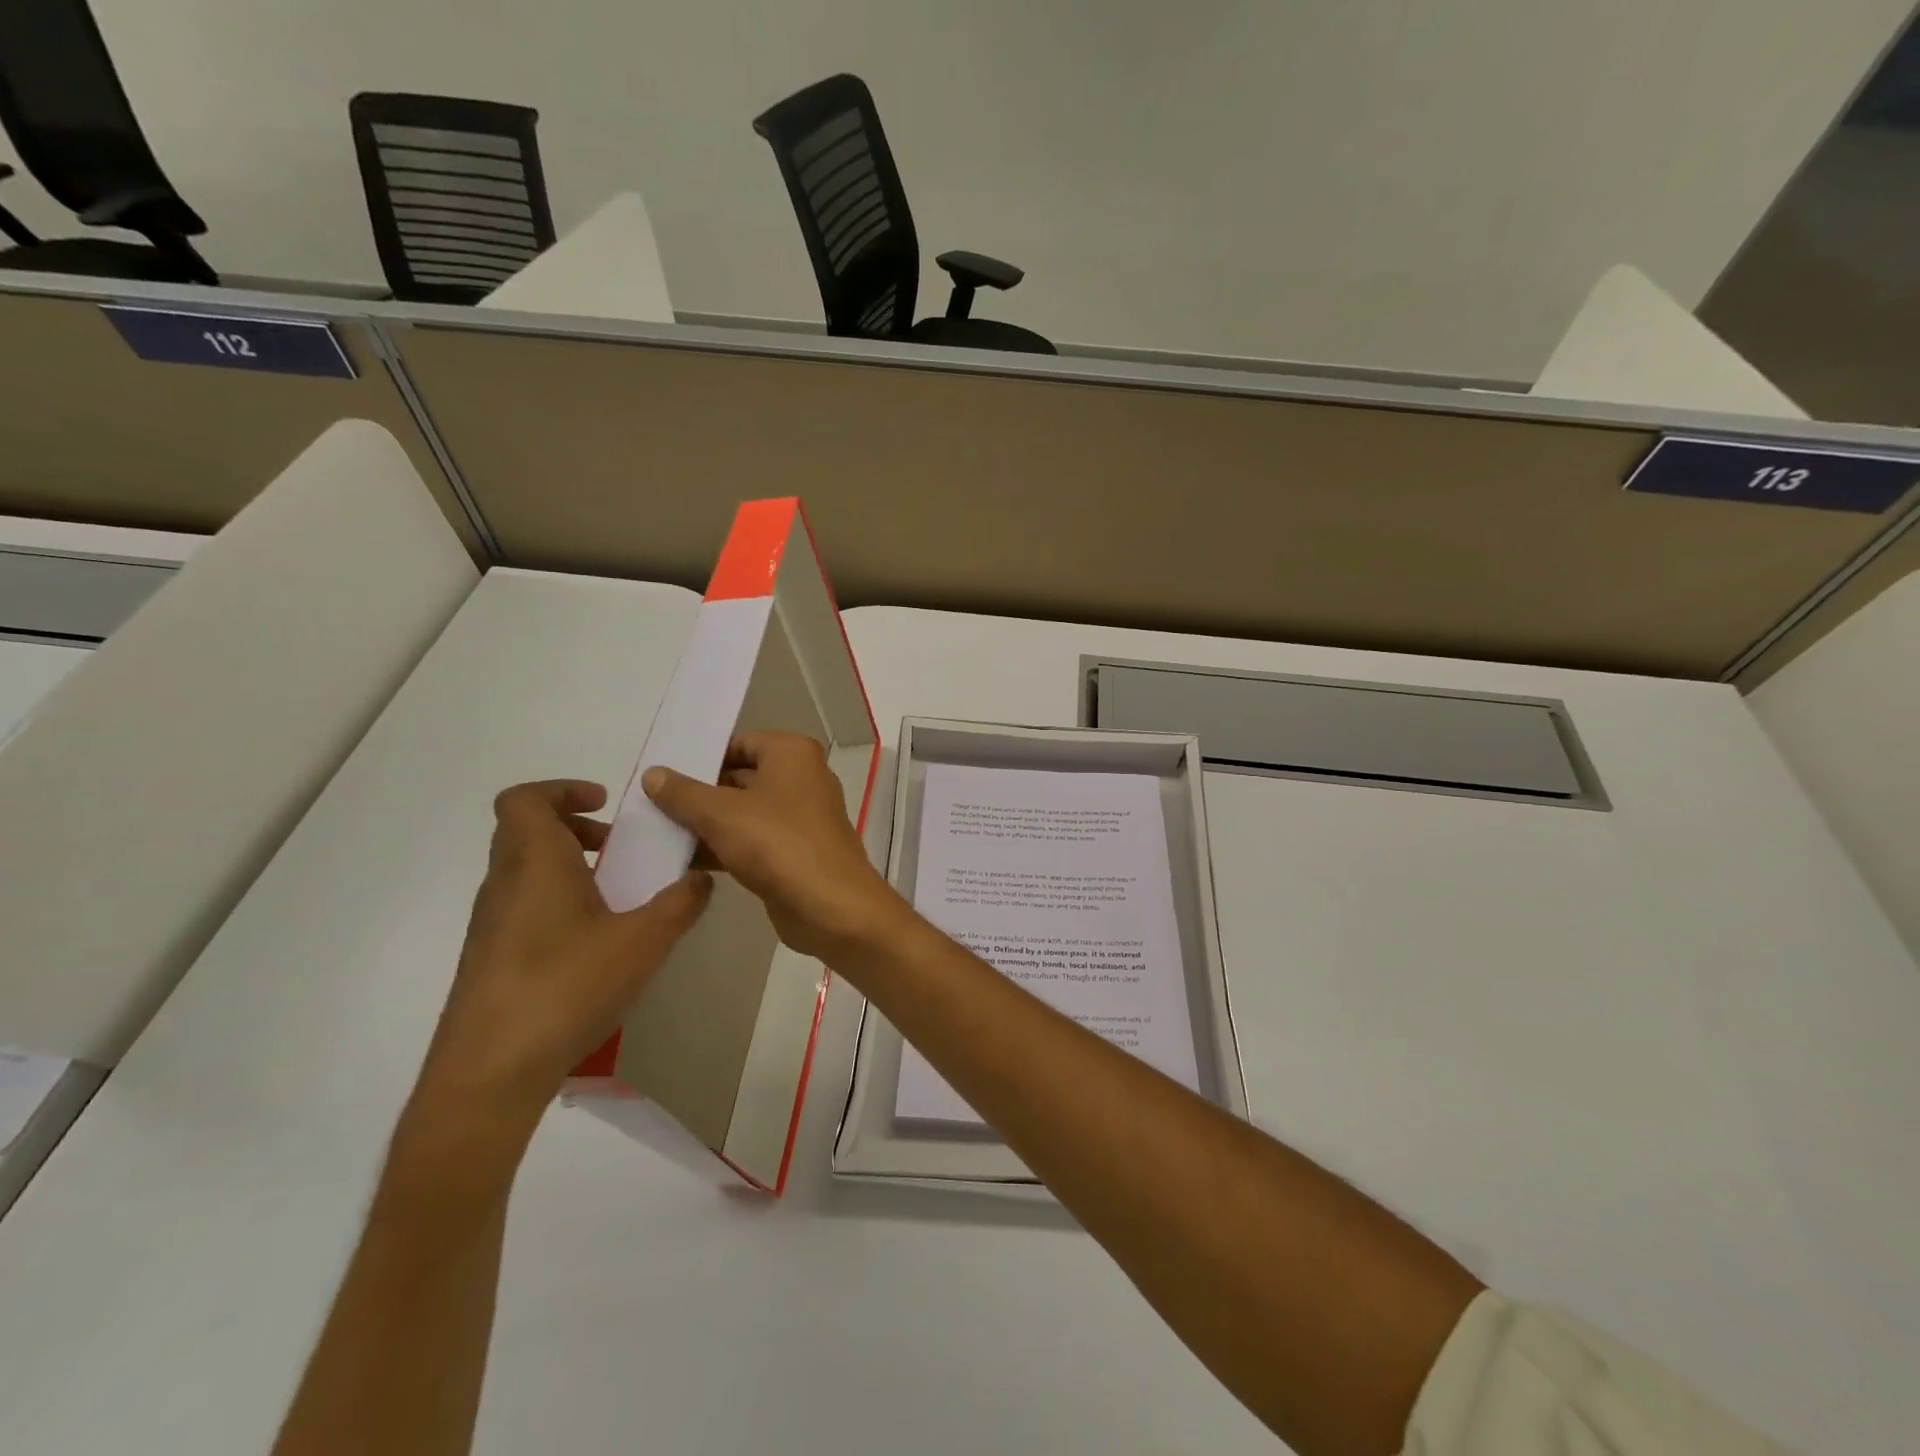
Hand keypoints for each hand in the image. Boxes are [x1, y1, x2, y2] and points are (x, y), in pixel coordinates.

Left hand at [412, 780, 711, 1140]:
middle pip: (524, 831)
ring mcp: (490, 924)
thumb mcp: (643, 941)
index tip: (605, 805)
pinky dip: (556, 901)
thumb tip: (700, 879)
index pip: (525, 799)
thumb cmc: (566, 986)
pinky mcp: (489, 959)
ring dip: (567, 865)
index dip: (562, 790)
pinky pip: (522, 906)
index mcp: (535, 863)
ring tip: (614, 894)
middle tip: (618, 847)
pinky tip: (593, 942)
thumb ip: (680, 903)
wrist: (489, 1073)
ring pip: (524, 870)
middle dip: (574, 828)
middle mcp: (504, 884)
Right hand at [643, 732, 907, 963]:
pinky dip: (724, 847)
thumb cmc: (777, 843)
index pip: (739, 743)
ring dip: (707, 824)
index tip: (663, 773)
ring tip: (656, 832)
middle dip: (699, 793)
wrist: (829, 906)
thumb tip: (653, 774)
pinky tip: (683, 860)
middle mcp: (802, 778)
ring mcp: (801, 818)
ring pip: (744, 812)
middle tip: (650, 804)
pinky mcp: (795, 852)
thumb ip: (683, 793)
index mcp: (792, 754)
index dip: (702, 756)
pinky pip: (753, 841)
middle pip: (740, 777)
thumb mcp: (721, 813)